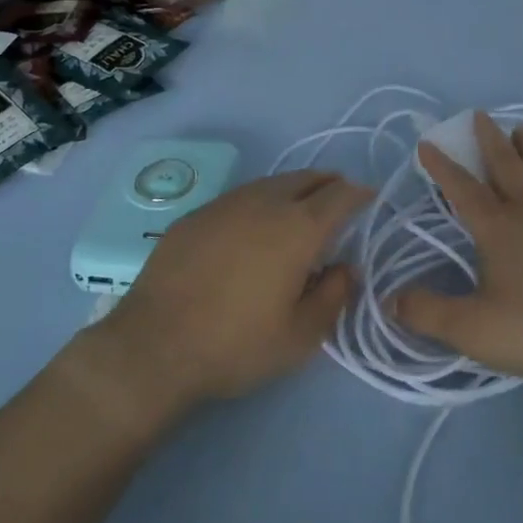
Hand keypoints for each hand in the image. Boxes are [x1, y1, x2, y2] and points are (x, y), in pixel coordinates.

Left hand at [78, 171, 368, 419]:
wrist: (154, 344)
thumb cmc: (236, 344)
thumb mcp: (300, 337)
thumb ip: (333, 297)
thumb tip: (345, 269)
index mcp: (299, 228)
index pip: (340, 196)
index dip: (359, 194)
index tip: (369, 199)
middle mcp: (266, 202)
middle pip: (308, 178)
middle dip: (329, 184)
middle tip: (339, 198)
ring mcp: (228, 203)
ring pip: (273, 182)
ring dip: (295, 189)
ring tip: (299, 207)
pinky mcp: (198, 213)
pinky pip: (241, 196)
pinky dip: (260, 202)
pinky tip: (253, 225)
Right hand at [394, 113, 522, 388]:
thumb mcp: (475, 329)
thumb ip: (429, 313)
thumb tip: (390, 299)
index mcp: (498, 228)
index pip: (462, 188)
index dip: (442, 166)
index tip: (427, 143)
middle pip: (505, 166)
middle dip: (488, 140)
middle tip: (479, 114)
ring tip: (522, 129)